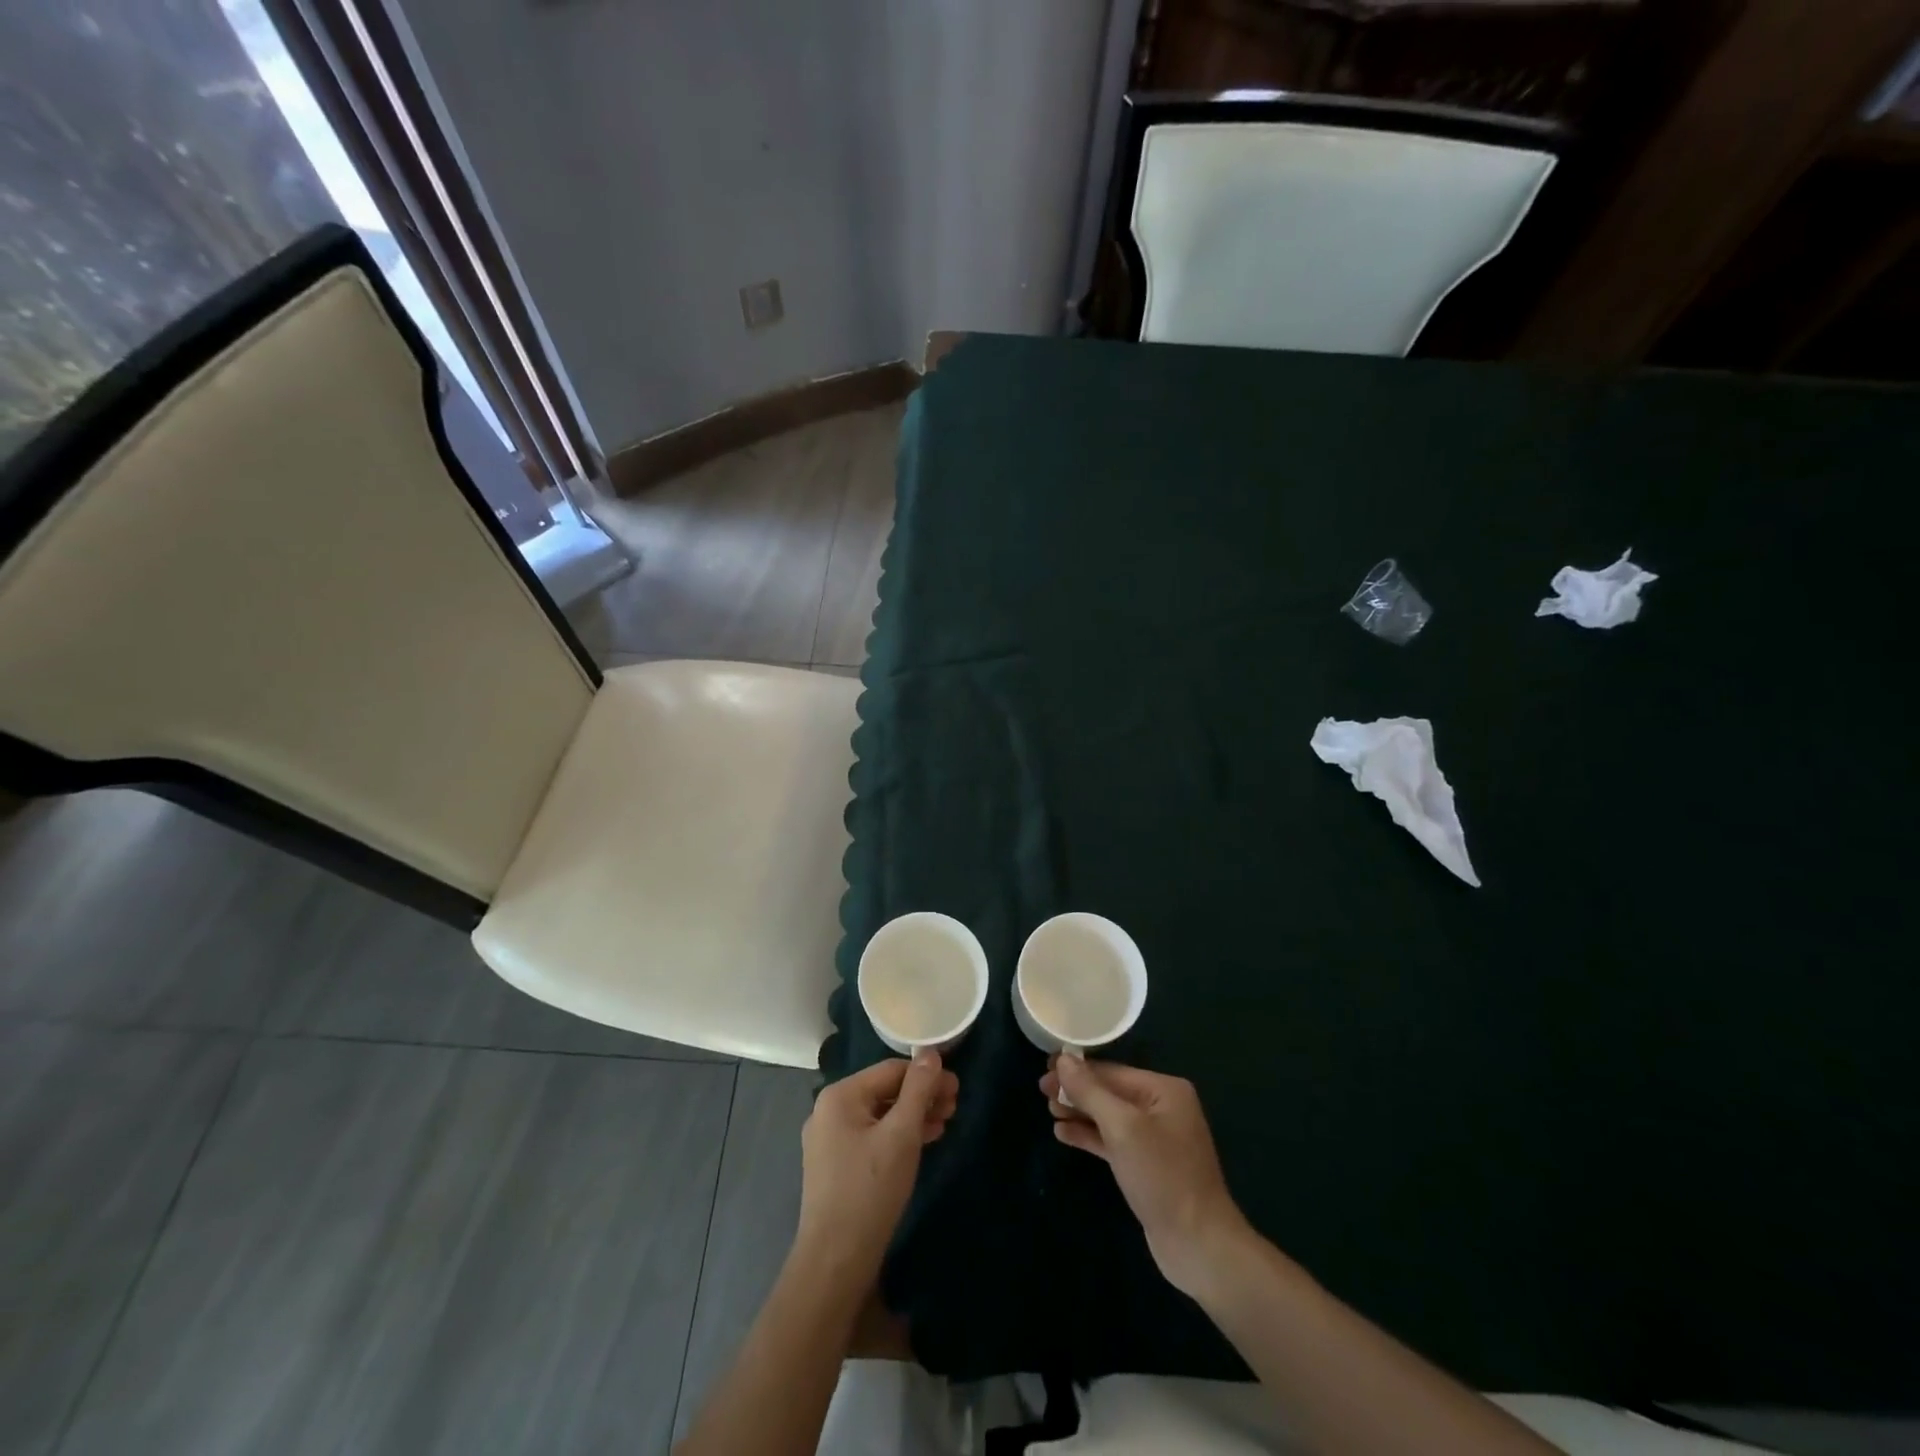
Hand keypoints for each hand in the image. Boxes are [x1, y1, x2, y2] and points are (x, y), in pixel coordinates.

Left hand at [796, 1052, 959, 1283]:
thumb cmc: (870, 1189)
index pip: (891, 1070)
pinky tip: (923, 1143)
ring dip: (913, 1116)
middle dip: (921, 1096)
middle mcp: (829, 1111)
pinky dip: (898, 1136)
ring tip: (945, 1123)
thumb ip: (918, 1090)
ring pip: (880, 1116)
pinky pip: (872, 1137)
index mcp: (839, 1096)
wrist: (836, 1261)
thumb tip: (931, 1053)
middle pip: (885, 1091)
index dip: (927, 1076)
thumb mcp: (902, 1134)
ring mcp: (829, 1140)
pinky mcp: (836, 1166)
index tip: (957, 1088)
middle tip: (955, 1107)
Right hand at [1042, 1056, 1251, 1298]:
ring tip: (1049, 1111)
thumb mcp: (1122, 1128)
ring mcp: (1155, 1138)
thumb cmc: (1162, 1176)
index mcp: (1164, 1090)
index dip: (1076, 1070)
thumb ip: (1091, 1091)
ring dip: (1079, 1113)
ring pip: (1109, 1117)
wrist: (1198, 1244)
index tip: (1044, 1070)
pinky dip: (1089, 1136)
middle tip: (1041, 1092)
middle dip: (1076, 1092)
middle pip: (1109, 1092)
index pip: (1112, 1071)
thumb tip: (1063, 1060)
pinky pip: (1112, 1141)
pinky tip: (1063, 1134)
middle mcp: (1162, 1108)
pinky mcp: (1146, 1166)